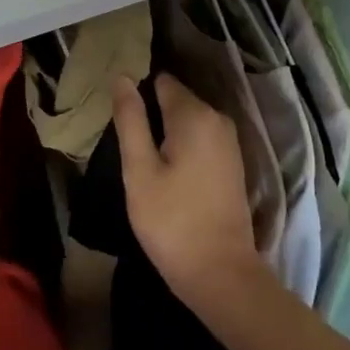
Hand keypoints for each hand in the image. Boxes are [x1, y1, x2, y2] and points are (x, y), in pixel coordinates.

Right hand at [112, 74, 268, 308]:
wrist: (221, 273)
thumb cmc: (172, 221)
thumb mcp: (139, 170)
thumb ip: (131, 120)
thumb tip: (122, 77)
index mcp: (195, 114)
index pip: (161, 81)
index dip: (137, 92)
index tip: (118, 114)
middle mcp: (217, 118)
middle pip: (176, 99)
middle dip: (151, 112)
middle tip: (125, 141)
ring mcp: (229, 141)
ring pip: (188, 120)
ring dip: (165, 131)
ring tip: (141, 156)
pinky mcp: (232, 162)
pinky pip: (200, 138)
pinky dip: (182, 145)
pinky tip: (165, 169)